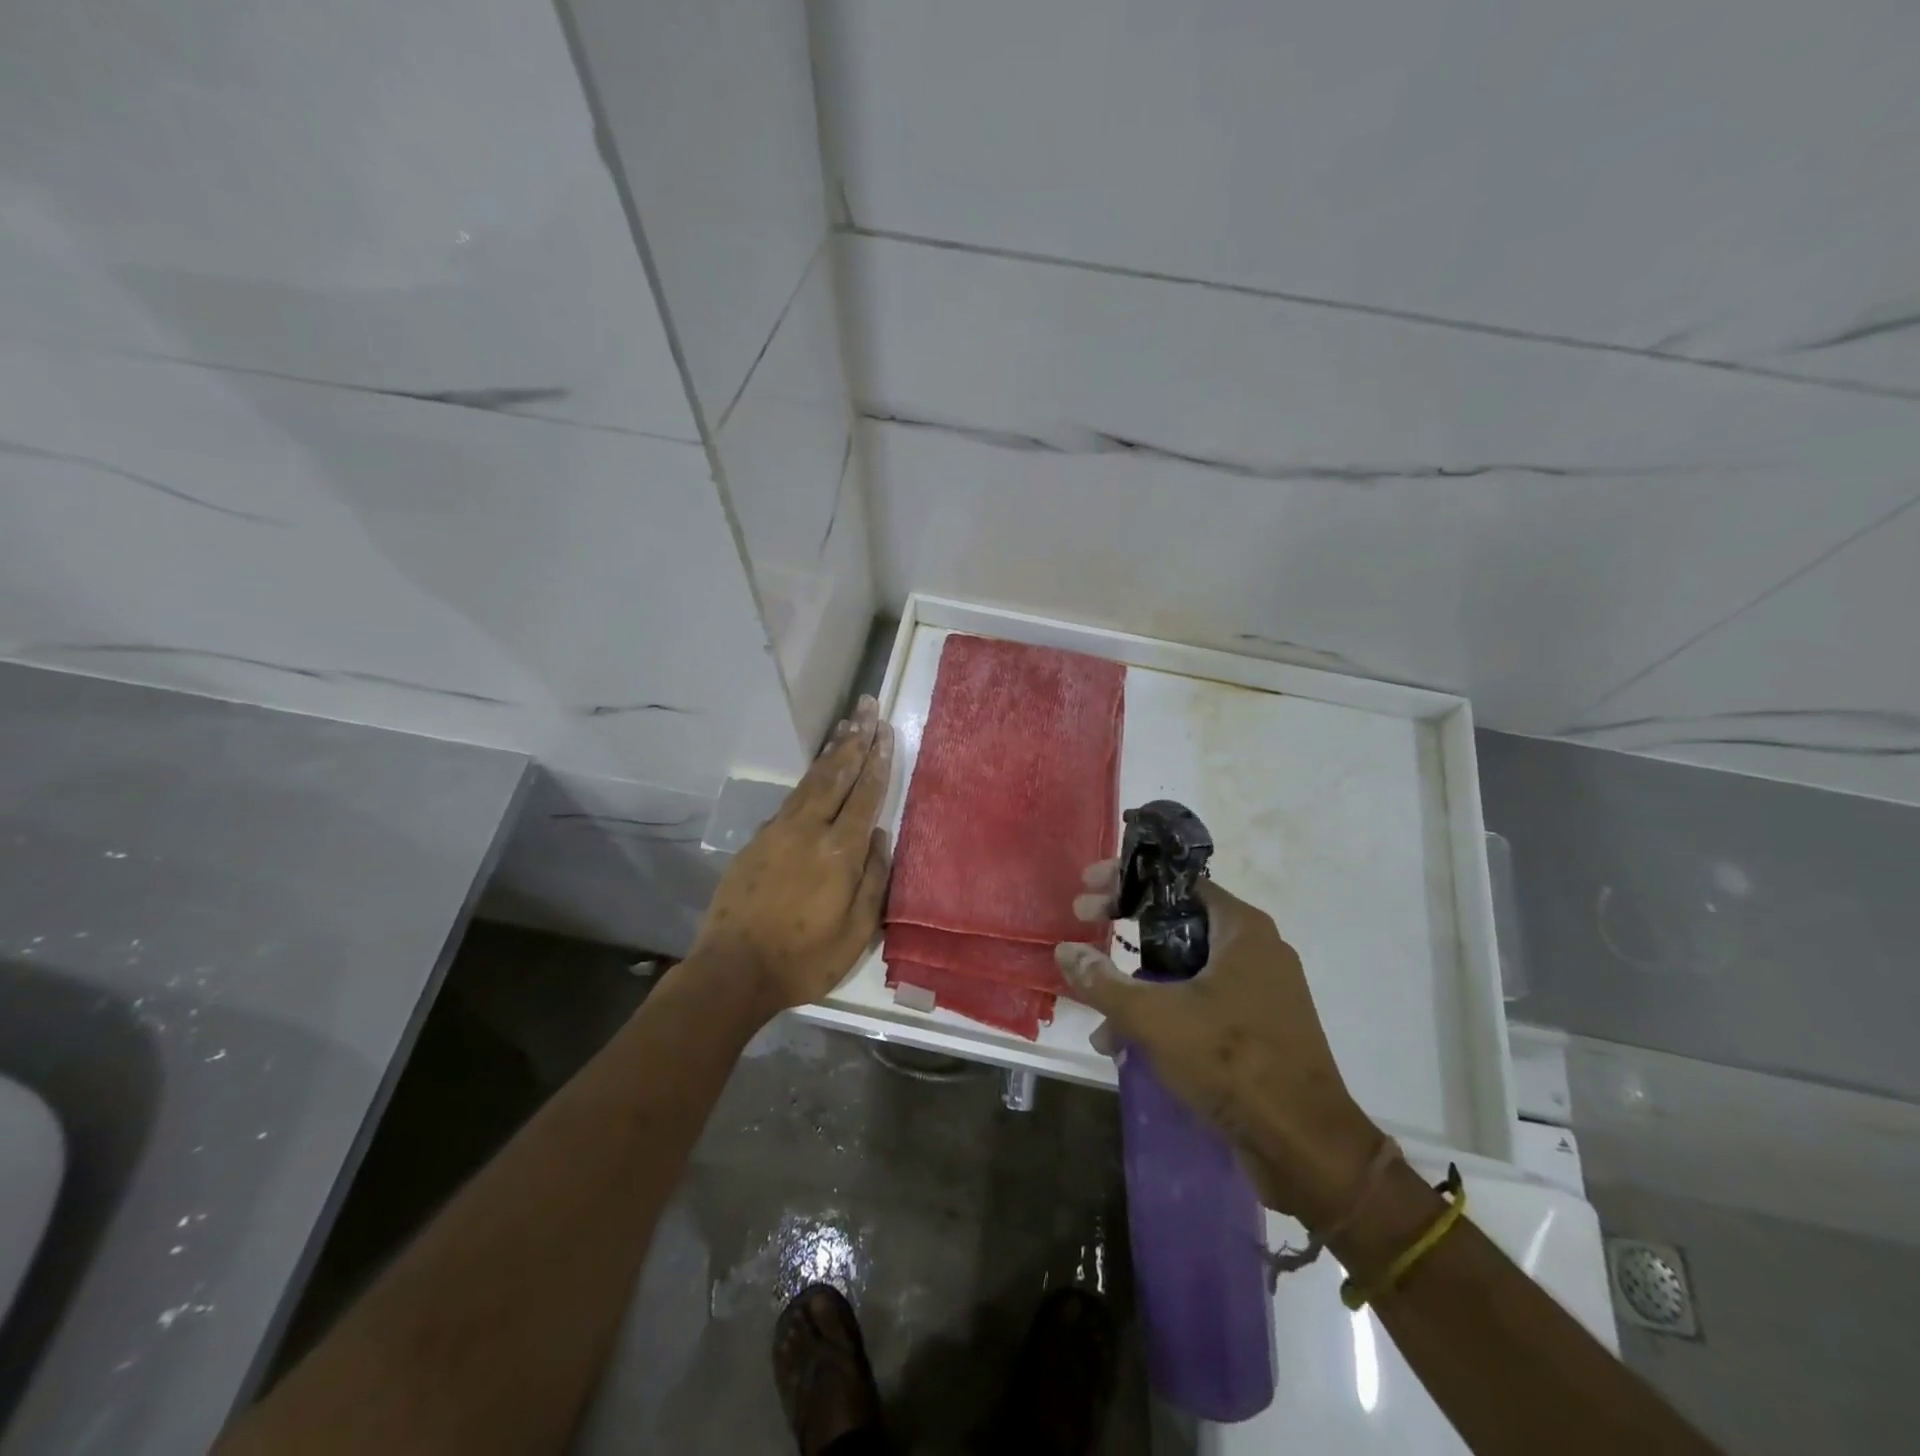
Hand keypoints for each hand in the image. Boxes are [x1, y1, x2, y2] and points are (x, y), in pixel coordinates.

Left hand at [691, 696, 893, 1014]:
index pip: (865, 795)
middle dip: (855, 738)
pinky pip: (790, 800)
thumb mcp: (856, 932)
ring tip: (846, 725)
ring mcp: (778, 832)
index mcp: (839, 851)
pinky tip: (816, 774)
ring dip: (831, 752)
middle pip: (836, 774)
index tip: (886, 731)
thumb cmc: (804, 959)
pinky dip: (808, 779)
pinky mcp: (757, 841)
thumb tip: (879, 838)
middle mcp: (809, 830)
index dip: (878, 761)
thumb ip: (873, 881)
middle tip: (867, 707)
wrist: (734, 970)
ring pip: (810, 781)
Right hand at [1055, 867, 1383, 1226]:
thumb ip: (1104, 982)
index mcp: (1240, 928)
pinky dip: (1166, 1014)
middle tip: (1085, 930)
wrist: (1306, 1147)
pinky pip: (1202, 1004)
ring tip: (1103, 1023)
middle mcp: (1255, 949)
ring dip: (1139, 988)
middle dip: (1125, 935)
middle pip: (1176, 923)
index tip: (1088, 888)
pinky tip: (1131, 1048)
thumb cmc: (1232, 1061)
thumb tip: (1066, 951)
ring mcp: (1260, 990)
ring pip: (1185, 970)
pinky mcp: (1260, 1028)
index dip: (1126, 880)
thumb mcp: (1155, 1018)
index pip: (1175, 881)